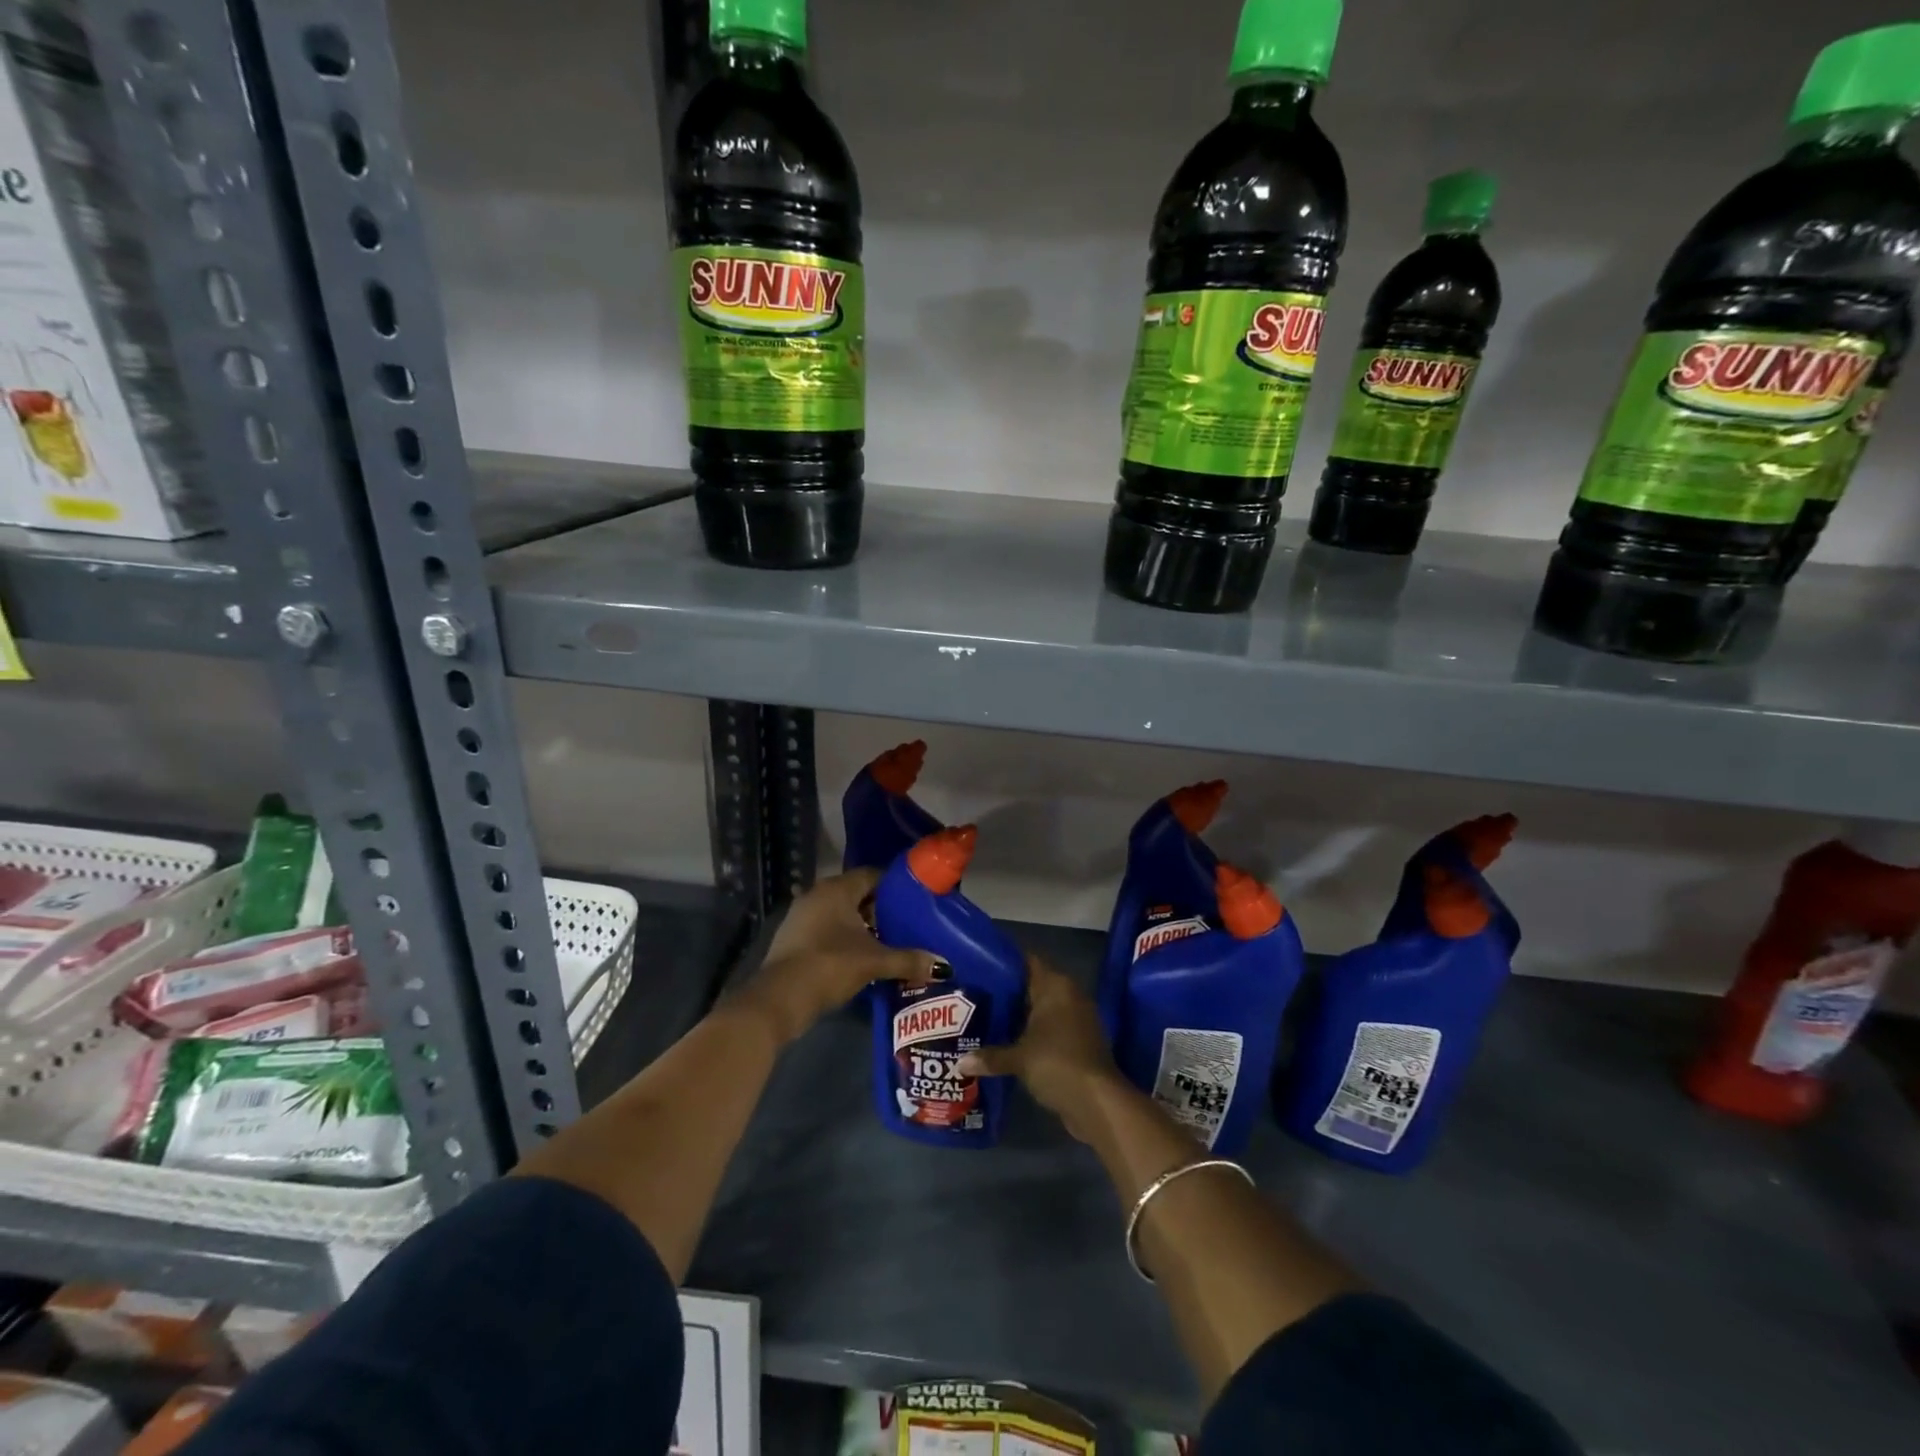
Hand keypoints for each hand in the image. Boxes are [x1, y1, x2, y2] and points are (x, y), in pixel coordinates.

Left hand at [735, 869, 938, 1043]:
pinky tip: (861, 957)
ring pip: (841, 913)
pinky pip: (827, 928)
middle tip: (907, 924)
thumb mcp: (874, 962)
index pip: (872, 875)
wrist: (778, 999)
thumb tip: (943, 966)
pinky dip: (844, 937)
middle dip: (881, 908)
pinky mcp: (794, 937)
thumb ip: (908, 960)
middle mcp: (817, 894)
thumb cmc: (829, 966)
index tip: (916, 901)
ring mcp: (802, 916)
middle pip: (857, 894)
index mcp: (837, 889)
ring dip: (862, 925)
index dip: (895, 886)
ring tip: (888, 942)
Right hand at [957, 955, 1120, 1142]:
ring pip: (1042, 1009)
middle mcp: (1069, 995)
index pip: (1027, 961)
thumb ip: (990, 1056)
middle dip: (1008, 993)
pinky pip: (1051, 1029)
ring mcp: (1078, 1019)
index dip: (1004, 963)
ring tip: (987, 1020)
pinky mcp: (1081, 1042)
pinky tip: (1009, 1043)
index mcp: (1056, 986)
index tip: (979, 968)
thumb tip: (960, 1063)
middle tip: (976, 996)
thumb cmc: (1056, 1064)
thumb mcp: (1018, 1059)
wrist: (1097, 1102)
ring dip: (1020, 1016)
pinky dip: (1033, 1034)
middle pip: (1033, 985)